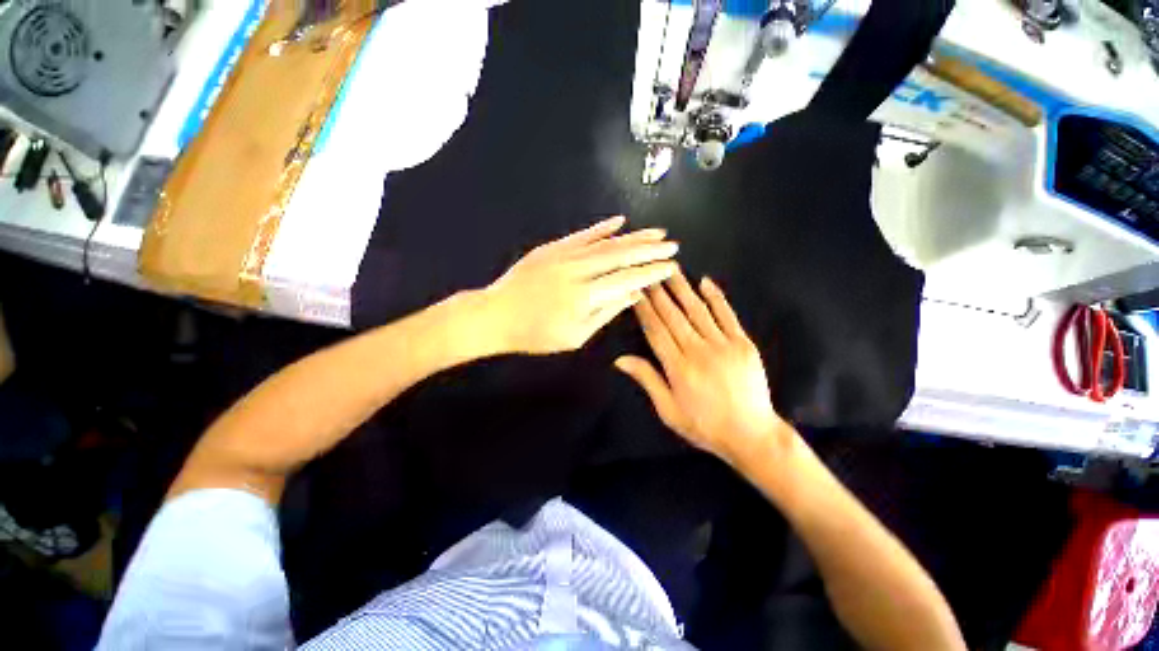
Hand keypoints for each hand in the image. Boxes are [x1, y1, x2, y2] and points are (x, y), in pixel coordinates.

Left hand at [483, 216, 678, 354]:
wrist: (495, 316)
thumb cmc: (535, 334)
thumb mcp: (574, 336)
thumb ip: (605, 314)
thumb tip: (632, 295)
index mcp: (584, 296)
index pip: (626, 280)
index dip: (650, 272)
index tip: (670, 266)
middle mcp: (577, 270)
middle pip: (620, 256)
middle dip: (649, 250)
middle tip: (672, 245)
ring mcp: (563, 255)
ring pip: (604, 243)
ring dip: (632, 236)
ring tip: (655, 232)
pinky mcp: (551, 248)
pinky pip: (581, 235)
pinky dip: (602, 228)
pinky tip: (619, 221)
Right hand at [615, 269, 788, 465]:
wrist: (751, 435)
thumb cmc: (704, 425)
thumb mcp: (668, 411)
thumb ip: (647, 380)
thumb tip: (620, 359)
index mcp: (678, 368)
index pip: (655, 330)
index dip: (644, 309)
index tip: (635, 291)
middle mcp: (698, 351)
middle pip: (673, 316)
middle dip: (658, 293)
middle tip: (649, 272)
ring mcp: (723, 345)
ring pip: (697, 310)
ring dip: (682, 288)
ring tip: (670, 269)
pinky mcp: (743, 344)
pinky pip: (727, 315)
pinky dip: (716, 297)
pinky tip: (706, 282)